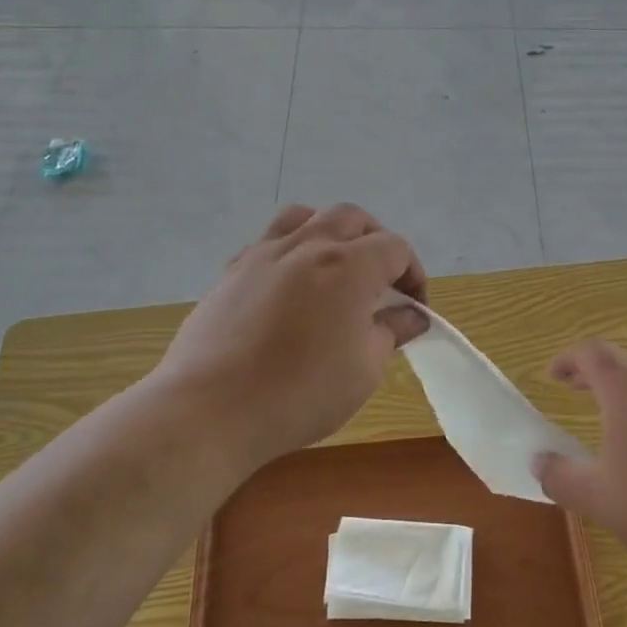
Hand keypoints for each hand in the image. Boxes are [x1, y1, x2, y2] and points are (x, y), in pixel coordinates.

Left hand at [154, 204, 428, 472]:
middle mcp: (307, 246)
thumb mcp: (364, 369)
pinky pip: (268, 242)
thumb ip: (391, 331)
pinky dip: (290, 251)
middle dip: (376, 240)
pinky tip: (289, 286)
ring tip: (335, 266)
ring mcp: (264, 254)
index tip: (414, 308)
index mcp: (348, 266)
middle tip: (382, 280)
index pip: (395, 248)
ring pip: (305, 217)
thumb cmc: (301, 392)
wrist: (212, 409)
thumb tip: (411, 316)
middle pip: (352, 218)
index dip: (413, 274)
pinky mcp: (232, 271)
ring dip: (330, 232)